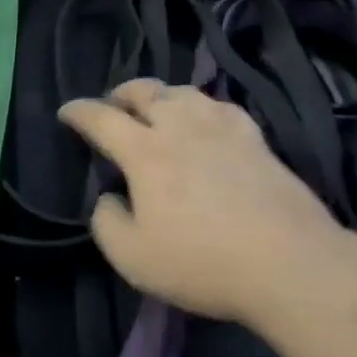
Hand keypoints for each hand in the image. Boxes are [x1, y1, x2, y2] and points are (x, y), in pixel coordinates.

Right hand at [59, 79, 342, 321]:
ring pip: (184, 92)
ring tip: (157, 107)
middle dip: (121, 93)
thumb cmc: (203, 262)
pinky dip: (203, 106)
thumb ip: (106, 223)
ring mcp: (223, 130)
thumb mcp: (132, 257)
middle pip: (145, 92)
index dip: (79, 111)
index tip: (66, 111)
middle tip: (113, 104)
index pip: (101, 118)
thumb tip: (109, 198)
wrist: (290, 264)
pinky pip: (222, 107)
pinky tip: (207, 118)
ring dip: (162, 95)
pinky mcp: (257, 141)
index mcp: (145, 152)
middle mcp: (181, 128)